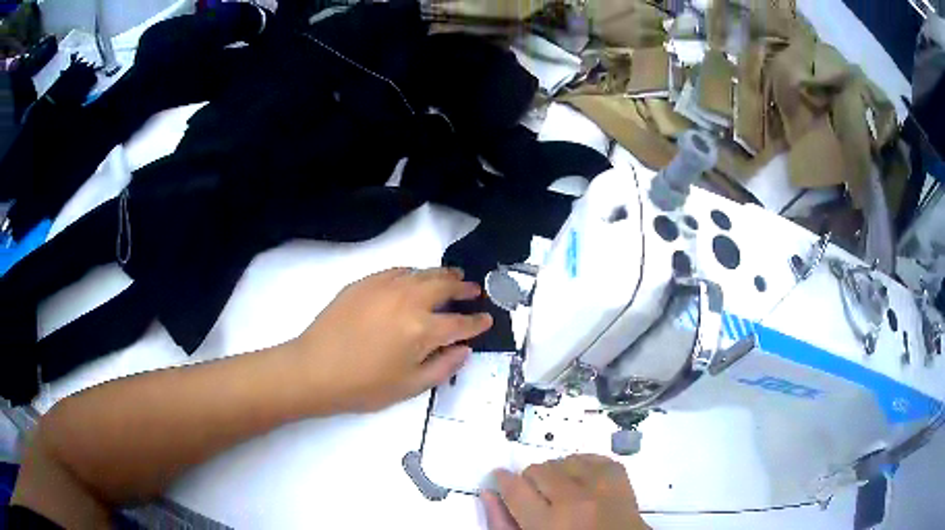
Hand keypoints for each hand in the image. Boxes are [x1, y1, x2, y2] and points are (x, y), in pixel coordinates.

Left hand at [291, 267, 492, 413]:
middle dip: (464, 287)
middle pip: (445, 286)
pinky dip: (413, 273)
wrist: (315, 369)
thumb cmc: (363, 386)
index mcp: (423, 330)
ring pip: (422, 272)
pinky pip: (397, 270)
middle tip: (473, 290)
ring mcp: (385, 287)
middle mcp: (409, 300)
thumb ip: (443, 367)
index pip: (460, 322)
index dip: (477, 322)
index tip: (487, 319)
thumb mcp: (409, 387)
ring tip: (452, 277)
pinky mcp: (365, 282)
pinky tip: (413, 279)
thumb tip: (465, 349)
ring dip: (442, 275)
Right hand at [482, 455, 649, 529]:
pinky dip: (582, 466)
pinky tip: (581, 482)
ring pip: (564, 460)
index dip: (503, 481)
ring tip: (562, 492)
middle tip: (539, 498)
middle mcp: (574, 500)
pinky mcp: (620, 477)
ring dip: (558, 473)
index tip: (501, 480)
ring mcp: (601, 485)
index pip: (514, 489)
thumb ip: (503, 523)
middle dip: (532, 481)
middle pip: (538, 470)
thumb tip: (488, 493)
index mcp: (548, 523)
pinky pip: (592, 457)